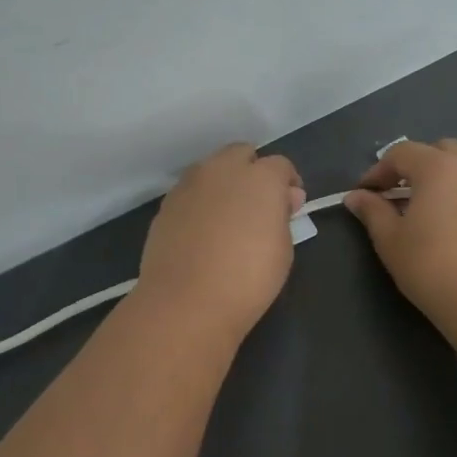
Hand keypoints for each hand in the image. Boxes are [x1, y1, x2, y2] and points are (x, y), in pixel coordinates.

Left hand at [136, 143, 303, 341]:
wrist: (185, 302)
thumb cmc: (248, 278)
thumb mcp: (283, 249)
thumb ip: (282, 214)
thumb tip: (284, 197)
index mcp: (260, 177)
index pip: (280, 165)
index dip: (287, 183)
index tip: (290, 207)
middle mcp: (222, 170)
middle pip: (241, 154)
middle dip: (252, 172)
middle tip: (258, 206)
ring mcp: (189, 184)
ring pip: (211, 169)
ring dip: (223, 183)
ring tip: (228, 217)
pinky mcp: (166, 204)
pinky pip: (190, 192)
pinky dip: (200, 202)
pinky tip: (203, 231)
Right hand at [343, 134, 456, 327]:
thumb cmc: (431, 269)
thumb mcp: (390, 241)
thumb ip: (373, 212)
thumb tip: (356, 197)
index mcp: (438, 168)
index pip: (402, 154)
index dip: (380, 170)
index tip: (368, 194)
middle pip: (448, 147)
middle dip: (425, 164)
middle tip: (412, 196)